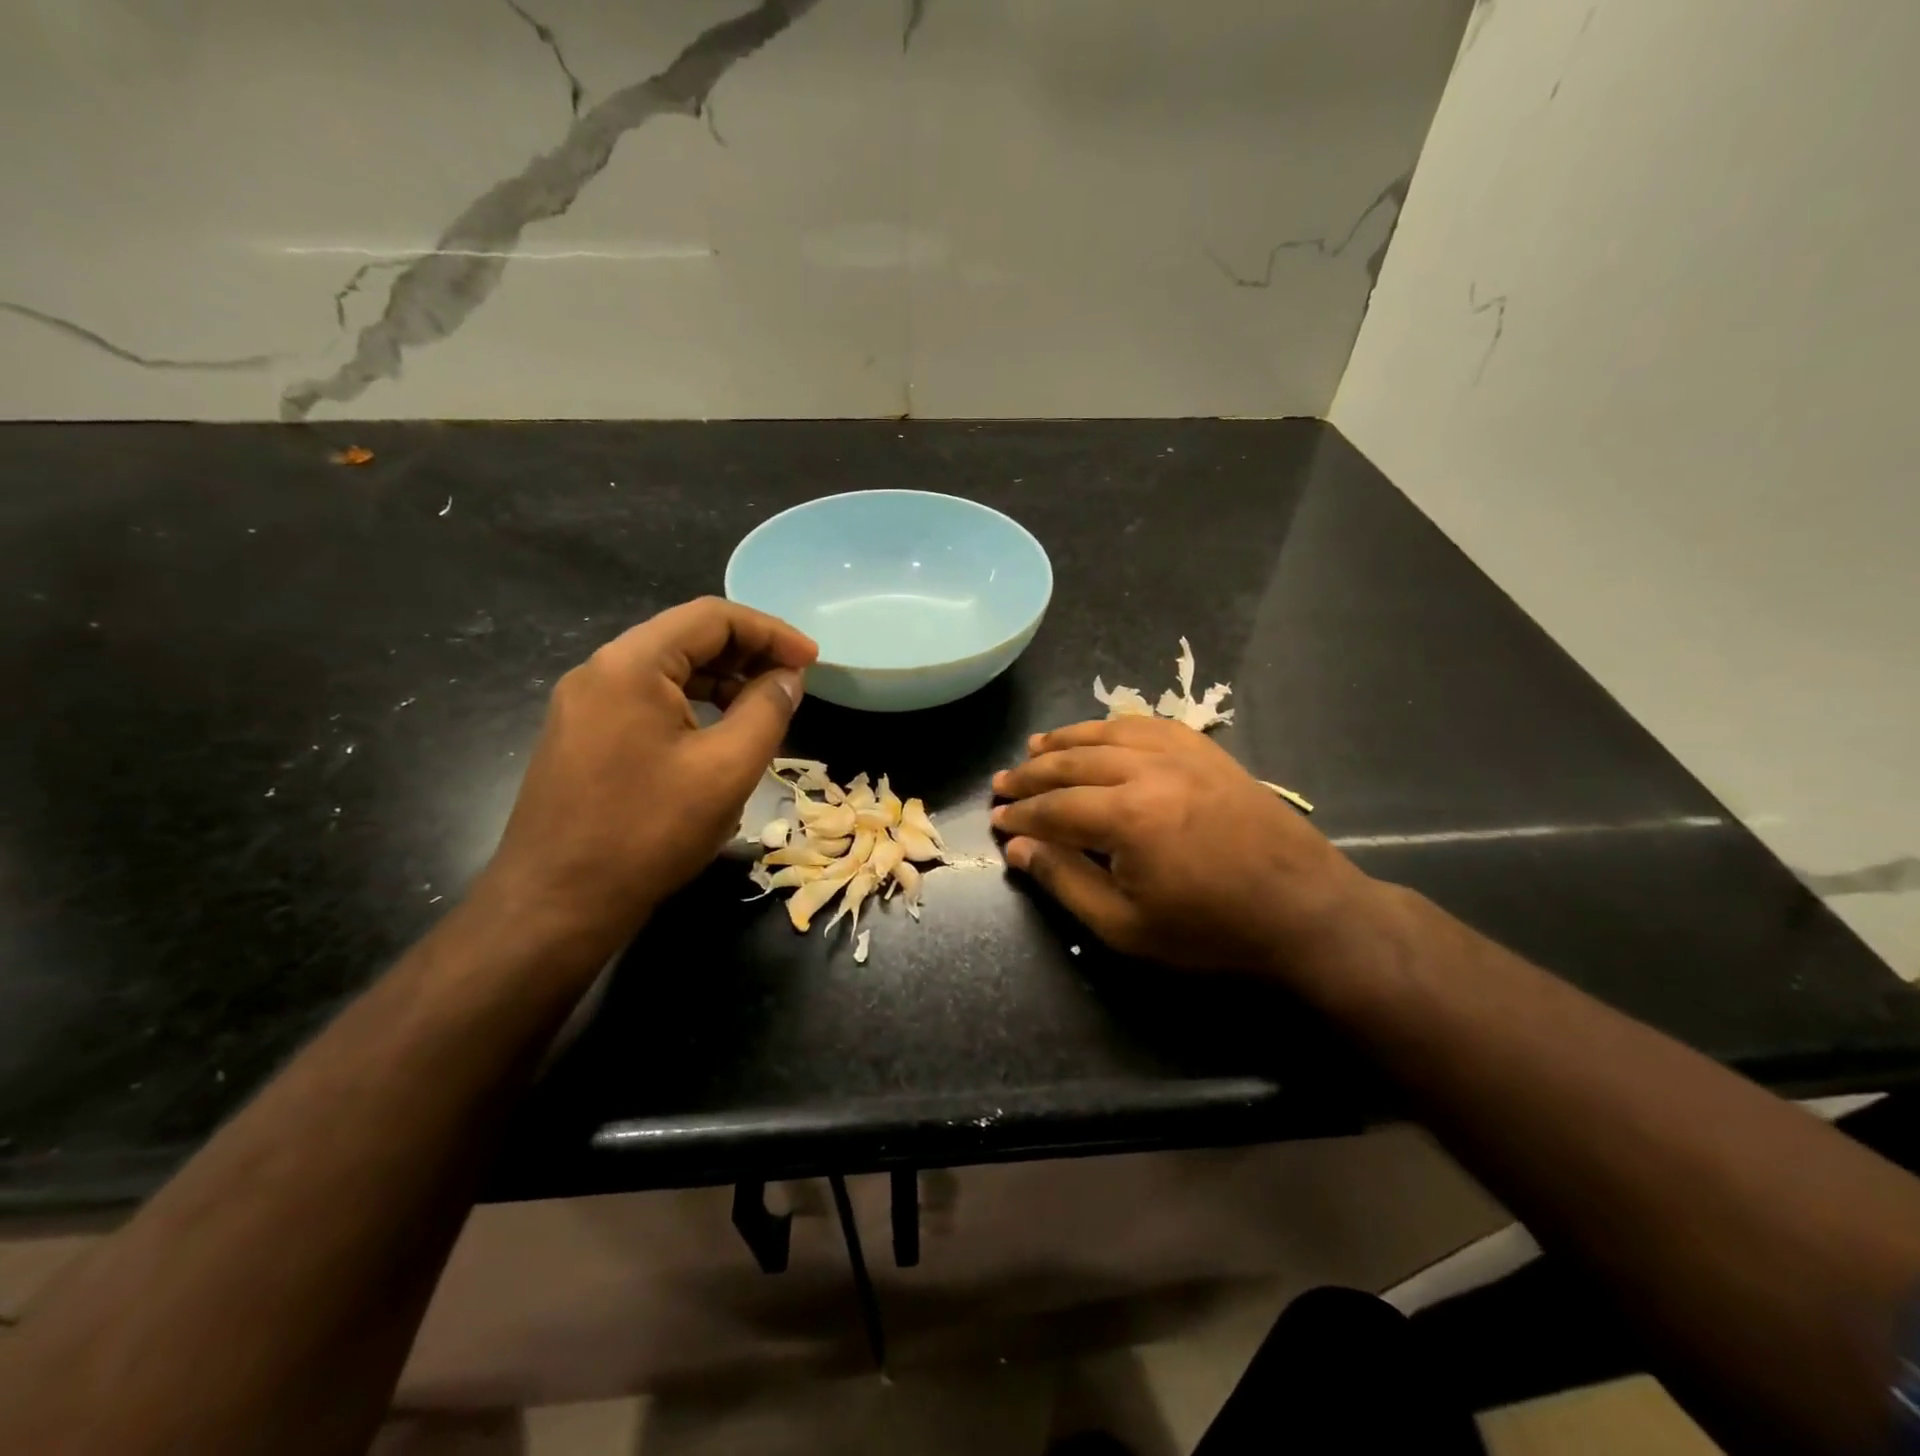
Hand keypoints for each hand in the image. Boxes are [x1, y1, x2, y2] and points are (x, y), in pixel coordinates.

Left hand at [477, 598, 816, 951]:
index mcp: (631, 665)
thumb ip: (767, 711)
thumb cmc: (647, 832)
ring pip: (667, 671)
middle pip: (686, 638)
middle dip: (747, 653)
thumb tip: (788, 677)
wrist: (555, 904)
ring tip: (764, 708)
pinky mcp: (582, 736)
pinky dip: (693, 705)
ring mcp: (584, 704)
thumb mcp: (726, 770)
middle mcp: (600, 671)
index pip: (711, 618)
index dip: (770, 631)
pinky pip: (647, 701)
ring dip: (722, 680)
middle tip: (793, 682)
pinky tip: (719, 735)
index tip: (811, 660)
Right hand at [990, 717, 1377, 977]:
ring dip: (1067, 740)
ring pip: (1109, 734)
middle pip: (1074, 763)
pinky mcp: (1209, 753)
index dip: (1020, 815)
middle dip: (1032, 773)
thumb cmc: (1212, 931)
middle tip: (1002, 783)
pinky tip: (1102, 732)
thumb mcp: (1126, 926)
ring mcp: (1183, 755)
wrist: (1307, 913)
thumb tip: (1017, 848)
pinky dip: (1116, 726)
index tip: (995, 820)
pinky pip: (1152, 725)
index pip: (1054, 807)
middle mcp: (1149, 770)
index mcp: (1128, 816)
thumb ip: (1065, 881)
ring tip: (1036, 747)